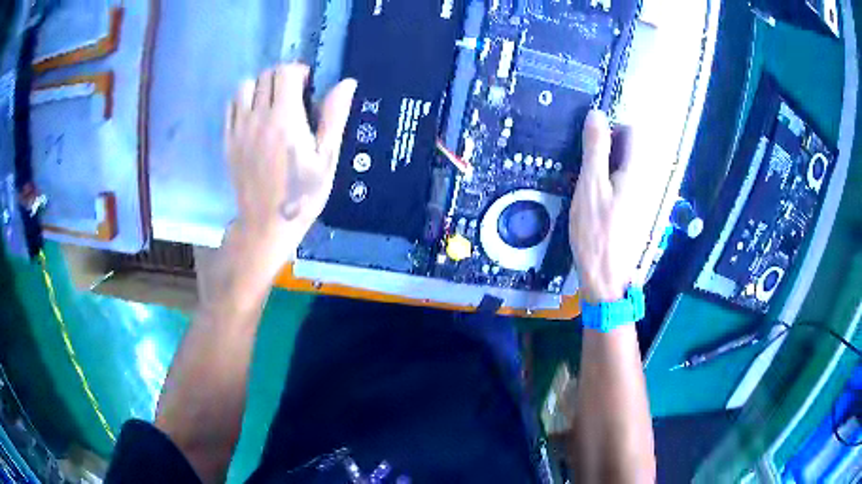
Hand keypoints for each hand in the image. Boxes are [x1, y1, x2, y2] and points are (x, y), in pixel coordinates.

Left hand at [223, 63, 356, 280]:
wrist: (266, 224)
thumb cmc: (302, 194)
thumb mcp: (327, 158)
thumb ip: (335, 116)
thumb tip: (346, 83)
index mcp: (285, 118)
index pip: (285, 72)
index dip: (299, 71)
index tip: (308, 85)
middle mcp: (258, 117)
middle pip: (265, 75)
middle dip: (282, 77)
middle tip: (293, 95)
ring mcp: (239, 129)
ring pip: (245, 86)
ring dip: (260, 86)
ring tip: (272, 103)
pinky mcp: (228, 141)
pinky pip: (231, 106)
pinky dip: (243, 101)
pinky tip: (255, 116)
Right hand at [569, 110, 650, 302]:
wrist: (607, 276)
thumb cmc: (596, 231)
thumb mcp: (590, 185)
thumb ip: (596, 148)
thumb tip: (597, 114)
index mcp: (638, 170)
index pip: (634, 131)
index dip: (612, 129)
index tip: (592, 145)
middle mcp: (647, 180)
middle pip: (632, 148)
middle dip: (609, 148)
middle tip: (587, 167)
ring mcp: (643, 197)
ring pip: (627, 166)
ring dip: (607, 167)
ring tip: (588, 185)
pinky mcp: (637, 211)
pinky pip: (626, 184)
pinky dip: (611, 183)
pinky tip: (596, 201)